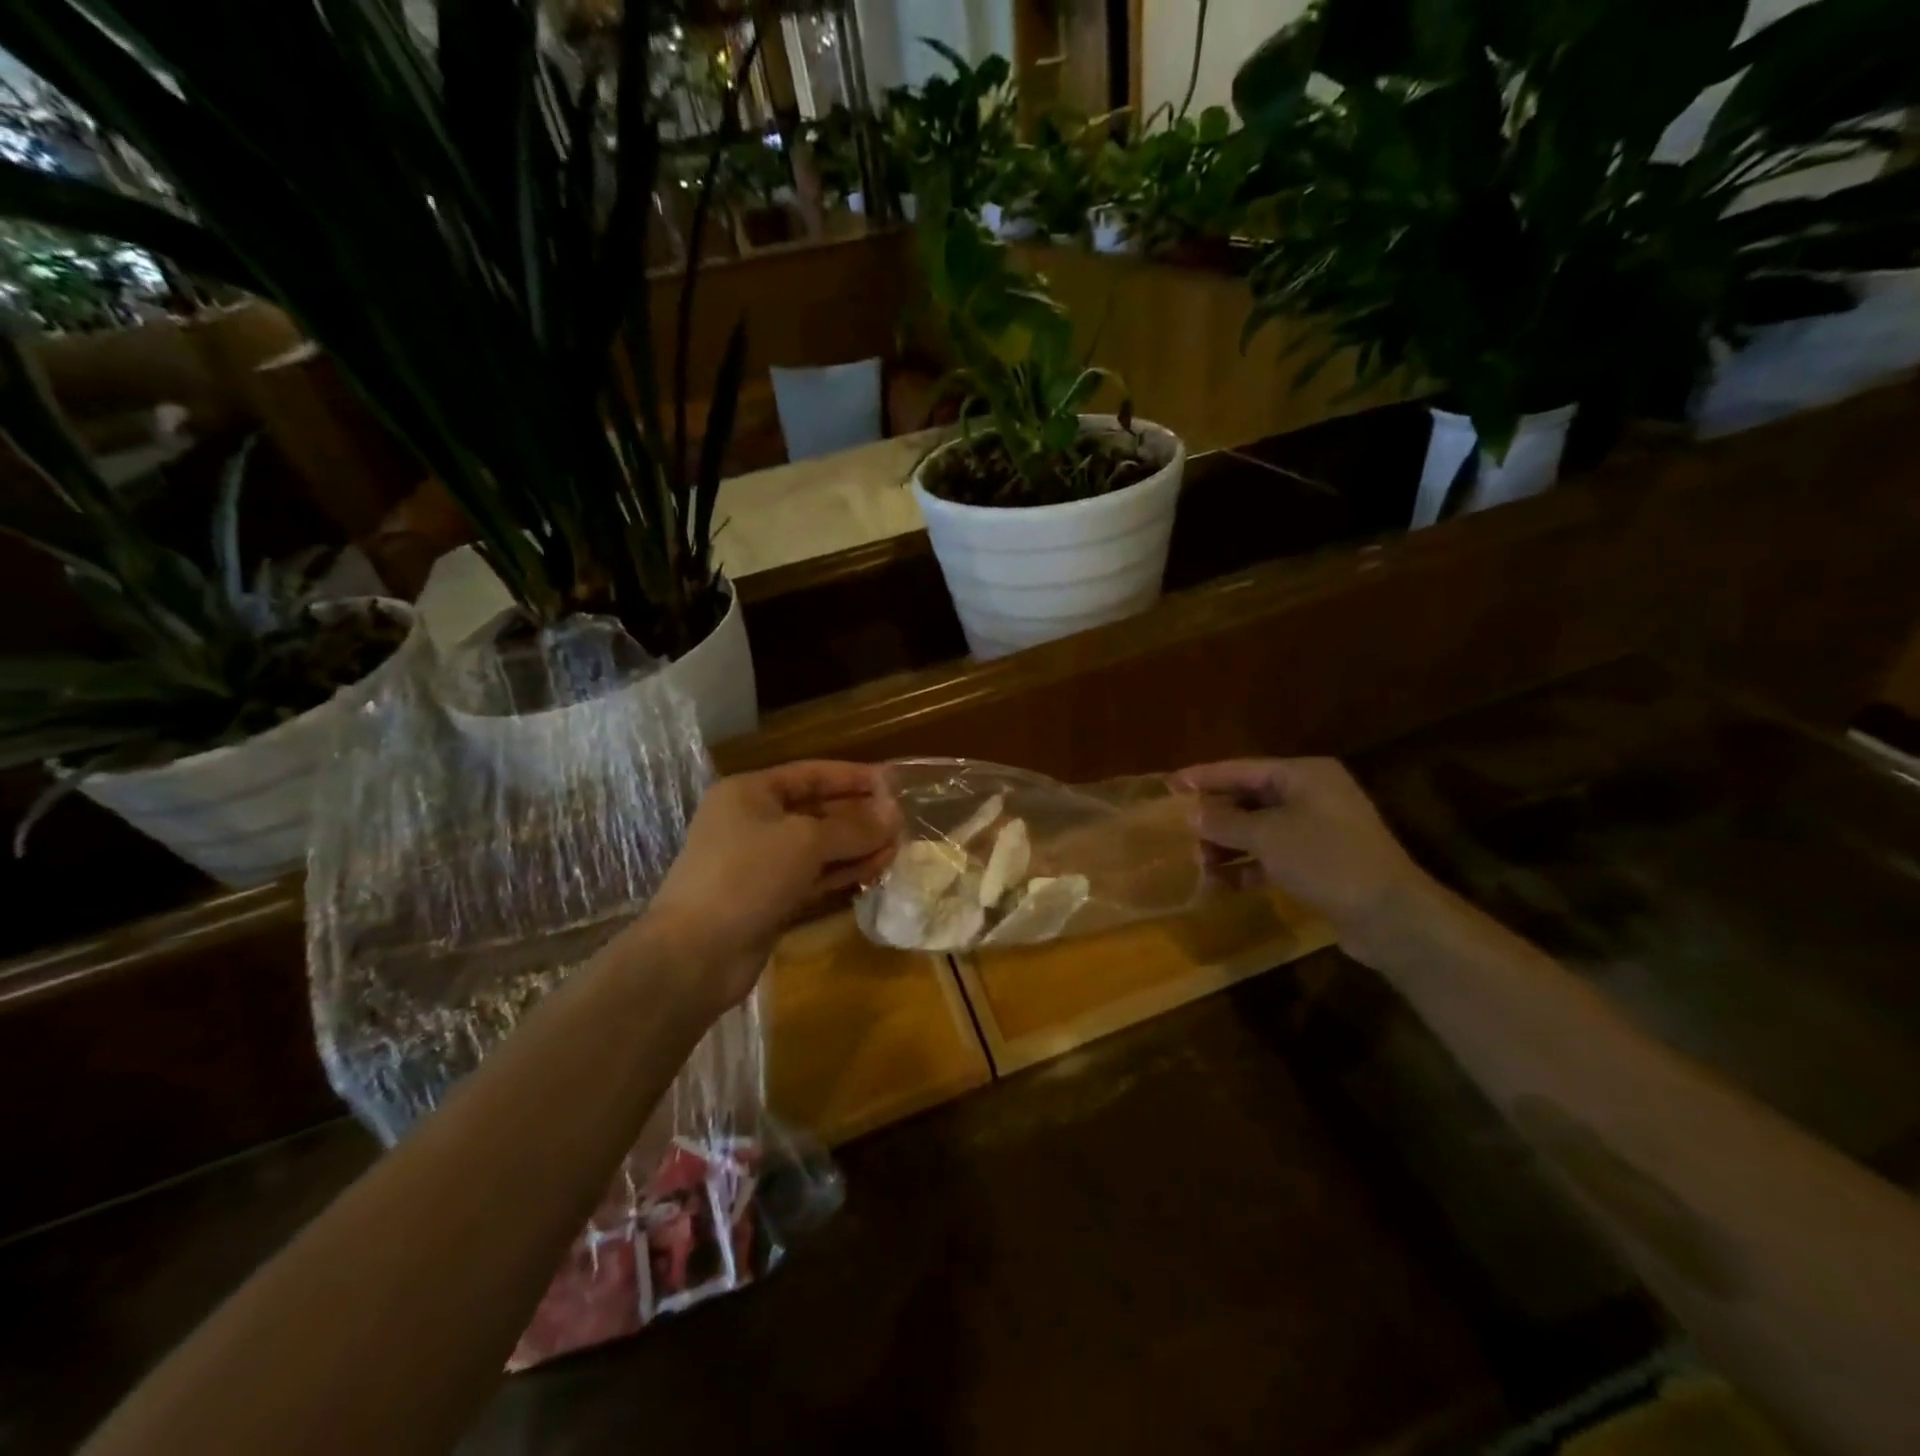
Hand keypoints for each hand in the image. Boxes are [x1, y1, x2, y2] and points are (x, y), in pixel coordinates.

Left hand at [636, 761, 899, 1013]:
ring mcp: (760, 862)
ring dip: (856, 845)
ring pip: (818, 846)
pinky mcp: (770, 897)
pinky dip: (843, 871)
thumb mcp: (805, 841)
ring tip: (898, 847)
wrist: (695, 954)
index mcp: (751, 793)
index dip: (853, 777)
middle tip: (902, 821)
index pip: (811, 774)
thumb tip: (894, 814)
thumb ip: (853, 827)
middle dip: (859, 815)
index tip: (893, 783)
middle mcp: (753, 821)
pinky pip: (813, 875)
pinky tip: (876, 869)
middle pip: (816, 810)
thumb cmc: (746, 876)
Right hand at [1173, 758, 1433, 957]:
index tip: (1169, 785)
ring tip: (1197, 861)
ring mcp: (1318, 830)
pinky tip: (1223, 884)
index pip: (1242, 769)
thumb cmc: (1326, 859)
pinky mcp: (1321, 863)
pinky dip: (1249, 867)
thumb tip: (1191, 813)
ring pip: (1260, 830)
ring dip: (1228, 845)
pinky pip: (1273, 856)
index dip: (1204, 777)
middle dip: (1214, 816)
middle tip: (1177, 829)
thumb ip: (1225, 822)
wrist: (1389, 915)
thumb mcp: (1267, 836)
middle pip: (1250, 799)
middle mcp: (1312, 795)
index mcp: (1304, 775)